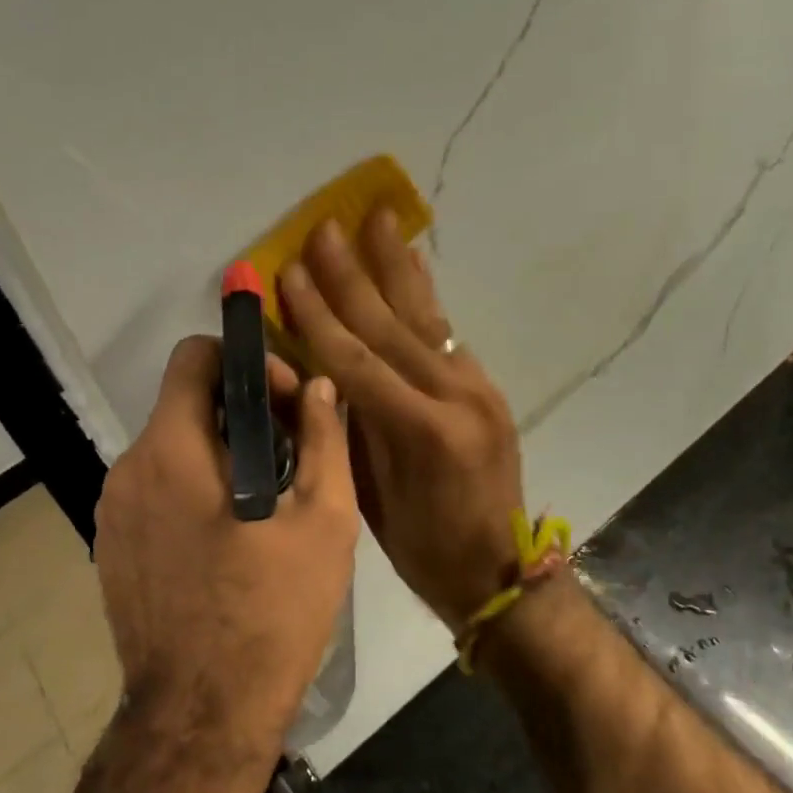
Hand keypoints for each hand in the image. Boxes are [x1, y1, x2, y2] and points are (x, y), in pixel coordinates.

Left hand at [93, 336, 358, 764]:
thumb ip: (324, 439)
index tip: (284, 402)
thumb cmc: (271, 613)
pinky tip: (229, 534)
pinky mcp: (110, 545)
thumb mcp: (323, 520)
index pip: (193, 356)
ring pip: (171, 445)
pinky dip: (193, 485)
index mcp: (171, 450)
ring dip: (219, 450)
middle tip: (291, 450)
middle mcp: (129, 468)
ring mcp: (111, 510)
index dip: (244, 362)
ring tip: (267, 496)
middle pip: (185, 402)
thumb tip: (321, 386)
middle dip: (241, 409)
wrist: (201, 719)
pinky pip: (155, 487)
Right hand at [278, 210, 525, 632]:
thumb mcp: (369, 499)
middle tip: (327, 227)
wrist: (501, 573)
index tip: (290, 271)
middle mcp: (454, 396)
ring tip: (380, 219)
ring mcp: (477, 386)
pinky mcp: (485, 386)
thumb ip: (346, 429)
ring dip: (396, 265)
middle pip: (390, 325)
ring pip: (425, 315)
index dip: (317, 314)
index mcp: (420, 431)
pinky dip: (424, 295)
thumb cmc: (423, 550)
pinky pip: (446, 332)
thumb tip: (314, 372)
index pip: (355, 359)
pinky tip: (414, 264)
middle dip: (352, 274)